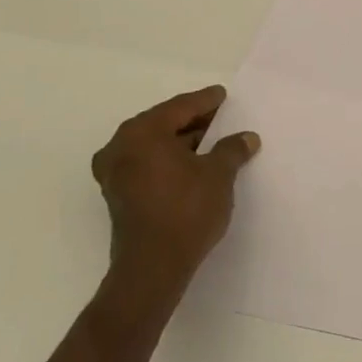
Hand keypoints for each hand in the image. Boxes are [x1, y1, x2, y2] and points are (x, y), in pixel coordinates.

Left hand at [90, 86, 259, 327]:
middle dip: (192, 121)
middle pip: (163, 124)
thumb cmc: (186, 210)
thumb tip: (246, 138)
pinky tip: (194, 166)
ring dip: (181, 143)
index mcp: (142, 133)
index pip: (180, 107)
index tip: (223, 95)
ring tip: (213, 143)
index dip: (206, 101)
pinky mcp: (118, 195)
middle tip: (221, 118)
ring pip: (154, 146)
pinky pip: (147, 164)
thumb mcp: (219, 174)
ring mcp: (114, 173)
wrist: (153, 267)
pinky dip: (169, 160)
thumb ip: (232, 149)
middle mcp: (120, 147)